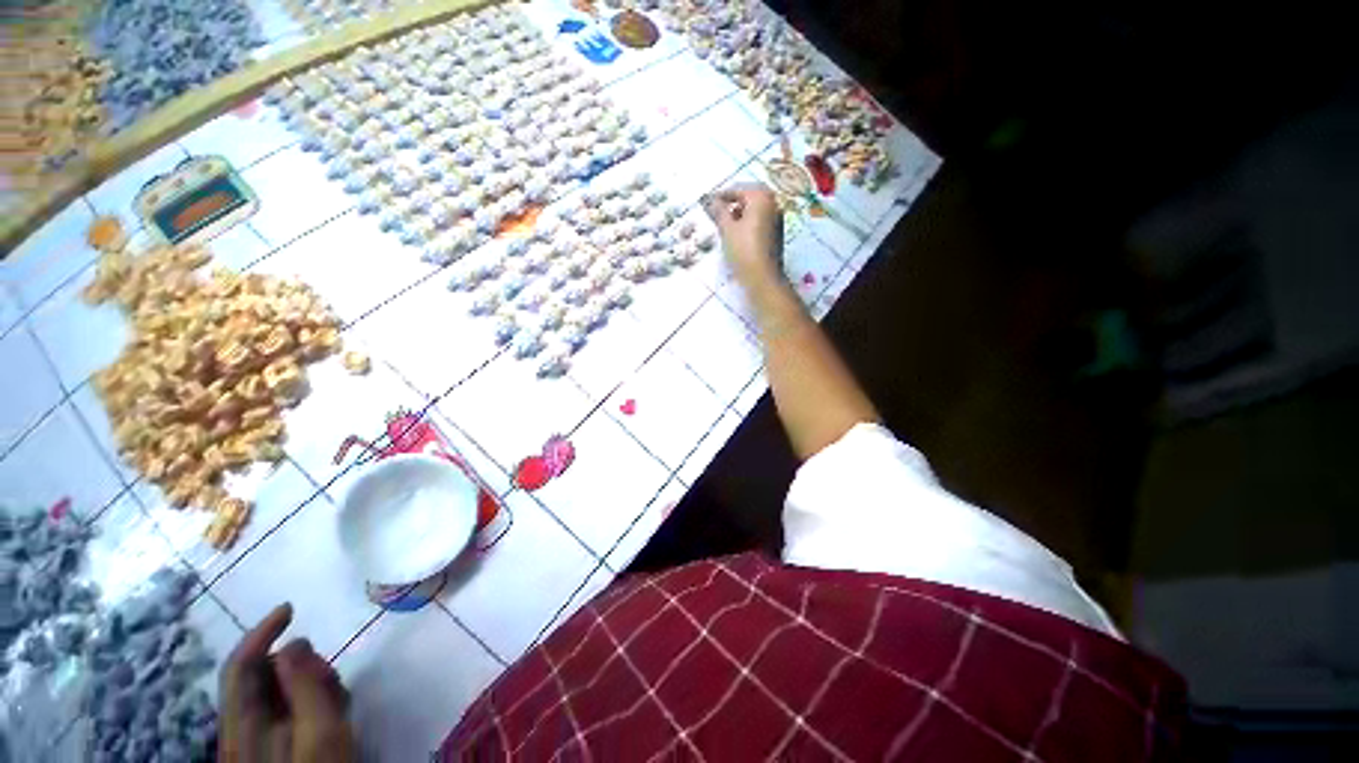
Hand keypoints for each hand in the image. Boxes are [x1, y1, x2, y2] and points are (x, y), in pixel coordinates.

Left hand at [218, 604, 356, 762]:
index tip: (291, 608)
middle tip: (330, 672)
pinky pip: (289, 711)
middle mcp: (243, 732)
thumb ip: (306, 689)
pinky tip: (334, 711)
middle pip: (260, 678)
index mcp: (243, 728)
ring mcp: (258, 743)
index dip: (261, 633)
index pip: (239, 667)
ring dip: (307, 682)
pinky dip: (311, 700)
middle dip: (296, 664)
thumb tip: (293, 643)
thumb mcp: (322, 736)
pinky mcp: (276, 750)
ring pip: (277, 693)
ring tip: (338, 695)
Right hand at [703, 183, 784, 286]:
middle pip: (748, 198)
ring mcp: (777, 219)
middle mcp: (773, 203)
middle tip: (715, 212)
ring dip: (739, 213)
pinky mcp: (776, 234)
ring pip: (754, 210)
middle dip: (731, 203)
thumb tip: (707, 199)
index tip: (706, 202)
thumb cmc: (744, 250)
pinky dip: (747, 223)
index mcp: (762, 197)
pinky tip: (737, 235)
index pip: (738, 189)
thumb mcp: (727, 229)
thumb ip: (717, 211)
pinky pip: (759, 221)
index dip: (721, 195)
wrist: (762, 278)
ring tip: (724, 225)